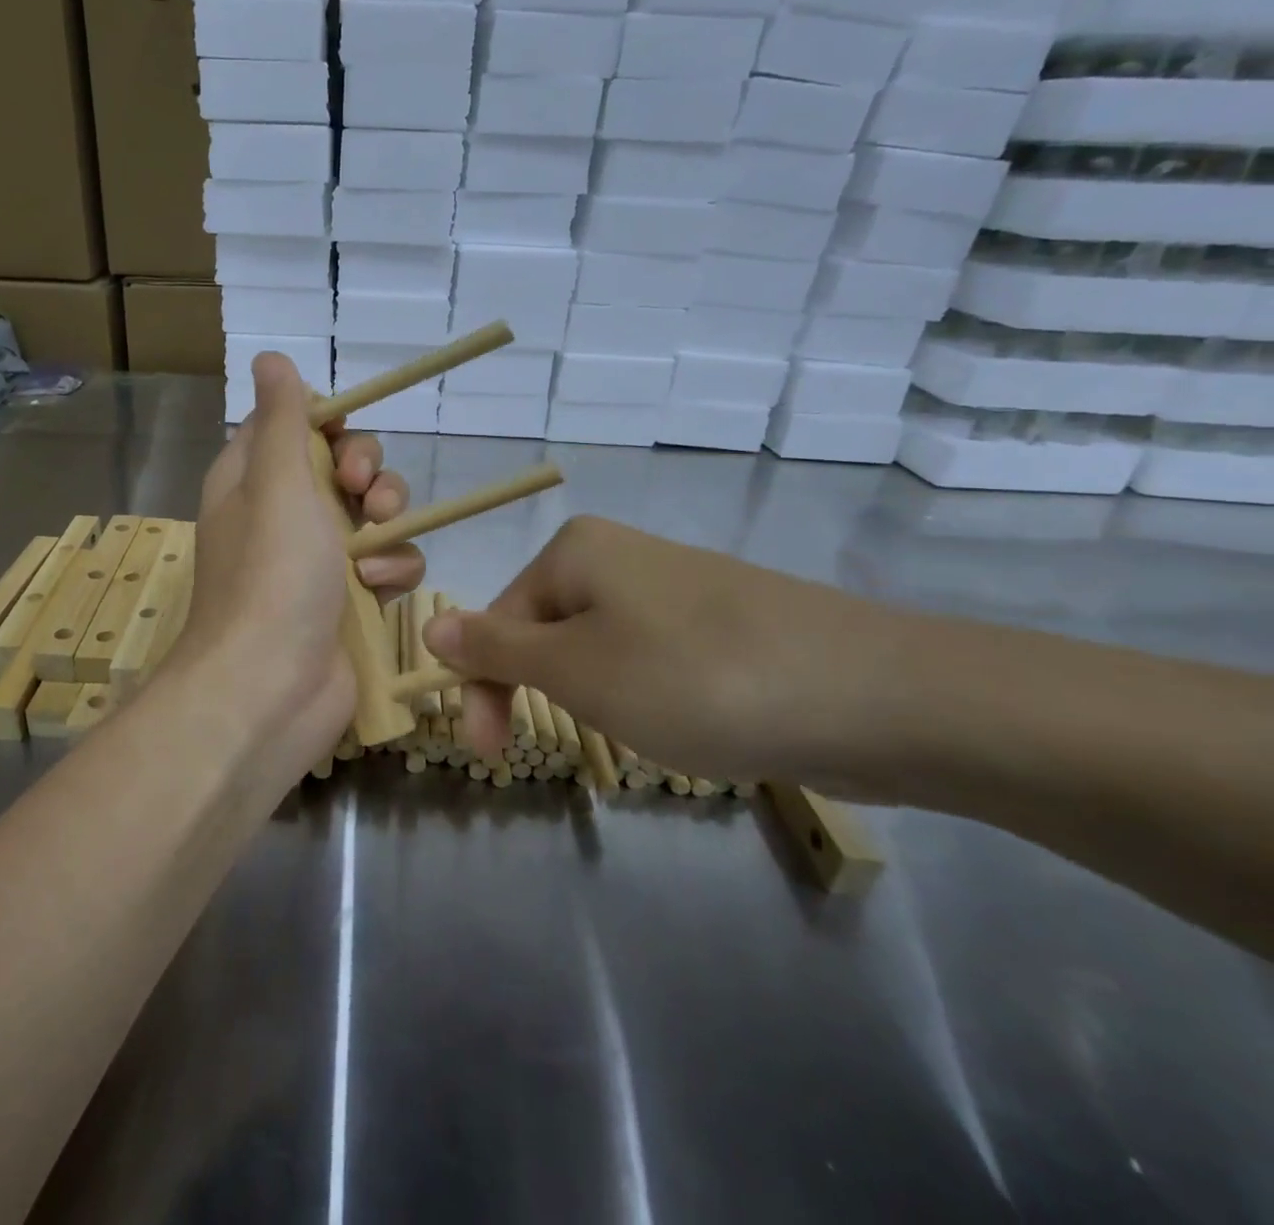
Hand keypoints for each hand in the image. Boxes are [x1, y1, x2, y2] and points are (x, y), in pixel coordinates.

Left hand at [171, 353, 424, 773]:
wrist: (271, 689)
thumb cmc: (271, 574)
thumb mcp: (275, 480)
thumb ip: (280, 417)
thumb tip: (269, 359)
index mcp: (251, 480)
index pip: (291, 427)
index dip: (326, 423)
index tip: (344, 435)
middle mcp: (281, 515)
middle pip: (341, 467)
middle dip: (366, 472)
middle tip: (362, 492)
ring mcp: (317, 561)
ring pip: (373, 515)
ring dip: (386, 521)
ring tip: (375, 544)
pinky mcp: (349, 601)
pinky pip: (387, 565)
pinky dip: (391, 571)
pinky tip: (380, 590)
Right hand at [423, 516, 895, 787]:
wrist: (873, 694)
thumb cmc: (693, 676)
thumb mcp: (575, 669)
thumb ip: (495, 648)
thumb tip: (432, 624)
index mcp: (575, 551)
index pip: (498, 620)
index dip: (486, 687)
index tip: (491, 754)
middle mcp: (620, 555)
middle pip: (547, 632)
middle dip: (551, 691)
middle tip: (583, 739)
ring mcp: (676, 587)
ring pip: (600, 650)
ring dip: (601, 699)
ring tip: (648, 730)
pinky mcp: (721, 623)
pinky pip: (654, 659)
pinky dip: (652, 696)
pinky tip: (691, 722)